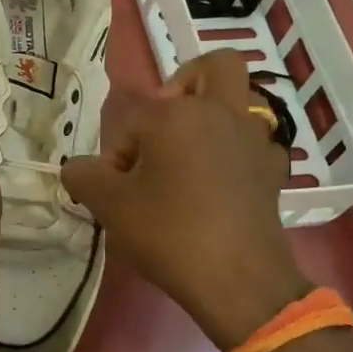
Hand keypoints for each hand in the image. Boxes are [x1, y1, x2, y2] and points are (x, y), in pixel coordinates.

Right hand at [61, 50, 310, 350]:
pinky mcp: (274, 173)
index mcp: (177, 115)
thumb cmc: (170, 234)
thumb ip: (82, 175)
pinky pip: (256, 144)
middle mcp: (221, 114)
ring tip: (189, 157)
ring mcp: (255, 141)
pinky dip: (237, 153)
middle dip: (187, 82)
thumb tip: (78, 168)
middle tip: (165, 122)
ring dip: (215, 117)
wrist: (239, 283)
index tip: (119, 188)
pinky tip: (220, 183)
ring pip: (241, 102)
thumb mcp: (108, 204)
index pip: (132, 120)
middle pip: (214, 67)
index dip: (117, 153)